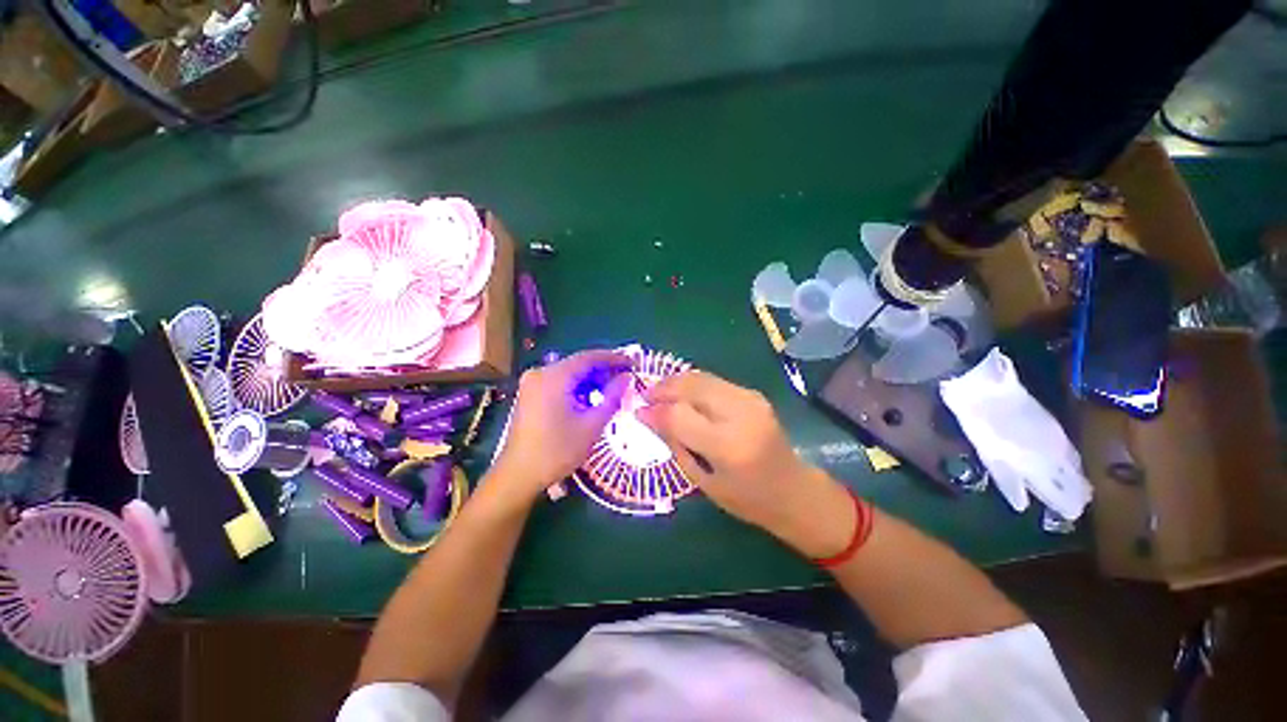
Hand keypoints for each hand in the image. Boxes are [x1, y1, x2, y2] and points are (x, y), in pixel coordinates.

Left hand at [493, 350, 630, 498]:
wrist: (518, 475)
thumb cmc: (557, 451)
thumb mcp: (591, 425)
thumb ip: (612, 397)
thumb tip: (627, 377)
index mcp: (553, 377)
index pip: (589, 357)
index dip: (613, 358)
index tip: (632, 363)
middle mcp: (540, 373)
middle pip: (578, 364)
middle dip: (603, 371)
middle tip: (625, 379)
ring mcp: (532, 383)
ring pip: (569, 373)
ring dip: (591, 380)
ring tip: (612, 391)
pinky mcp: (530, 394)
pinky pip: (559, 383)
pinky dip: (577, 388)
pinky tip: (590, 399)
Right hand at [638, 371, 853, 556]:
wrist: (793, 489)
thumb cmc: (746, 498)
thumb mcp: (703, 482)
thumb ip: (675, 445)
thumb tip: (649, 416)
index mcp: (728, 446)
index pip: (679, 415)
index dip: (654, 410)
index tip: (638, 412)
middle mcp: (740, 414)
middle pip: (691, 386)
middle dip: (662, 388)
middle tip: (645, 396)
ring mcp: (750, 399)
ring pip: (701, 377)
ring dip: (675, 382)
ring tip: (659, 393)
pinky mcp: (753, 393)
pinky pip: (713, 381)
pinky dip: (692, 384)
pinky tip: (682, 394)